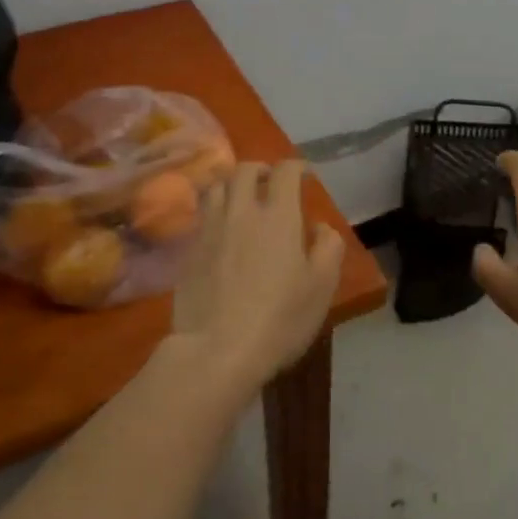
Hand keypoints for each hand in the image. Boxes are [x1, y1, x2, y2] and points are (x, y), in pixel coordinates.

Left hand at [171, 160, 344, 391]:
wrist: (216, 351)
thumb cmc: (279, 318)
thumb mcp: (322, 286)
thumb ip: (328, 247)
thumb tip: (319, 227)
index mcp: (278, 215)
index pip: (285, 171)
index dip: (296, 167)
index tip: (303, 175)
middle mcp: (242, 211)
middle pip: (245, 170)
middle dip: (261, 169)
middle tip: (270, 182)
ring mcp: (210, 229)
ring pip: (218, 187)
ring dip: (233, 185)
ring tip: (242, 200)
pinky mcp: (189, 250)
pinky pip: (202, 215)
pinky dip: (215, 211)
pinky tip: (223, 230)